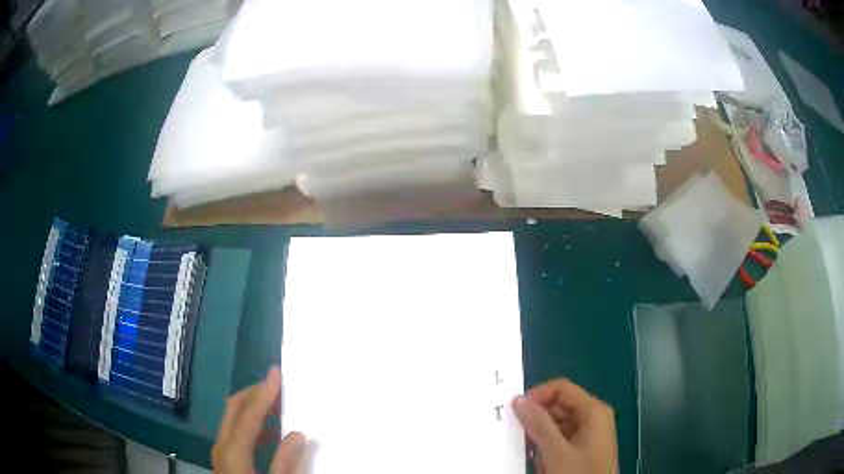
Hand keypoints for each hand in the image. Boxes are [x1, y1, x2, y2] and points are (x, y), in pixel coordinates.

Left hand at [212, 367, 306, 473]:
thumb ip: (285, 460)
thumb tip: (298, 433)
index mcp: (233, 449)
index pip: (249, 414)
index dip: (264, 392)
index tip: (276, 372)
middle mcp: (222, 444)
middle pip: (235, 408)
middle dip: (254, 392)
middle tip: (276, 382)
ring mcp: (221, 451)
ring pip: (233, 418)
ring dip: (252, 406)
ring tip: (275, 400)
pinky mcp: (225, 459)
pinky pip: (235, 431)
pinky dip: (250, 421)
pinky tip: (267, 428)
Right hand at [512, 378, 617, 473]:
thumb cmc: (579, 473)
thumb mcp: (556, 451)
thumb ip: (538, 424)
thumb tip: (519, 399)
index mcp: (593, 410)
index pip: (562, 388)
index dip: (537, 395)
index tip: (515, 412)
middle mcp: (593, 417)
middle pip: (559, 405)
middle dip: (536, 418)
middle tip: (515, 432)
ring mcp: (589, 434)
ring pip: (557, 424)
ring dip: (539, 434)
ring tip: (527, 449)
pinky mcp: (583, 449)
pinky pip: (560, 439)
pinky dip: (546, 445)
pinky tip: (538, 459)